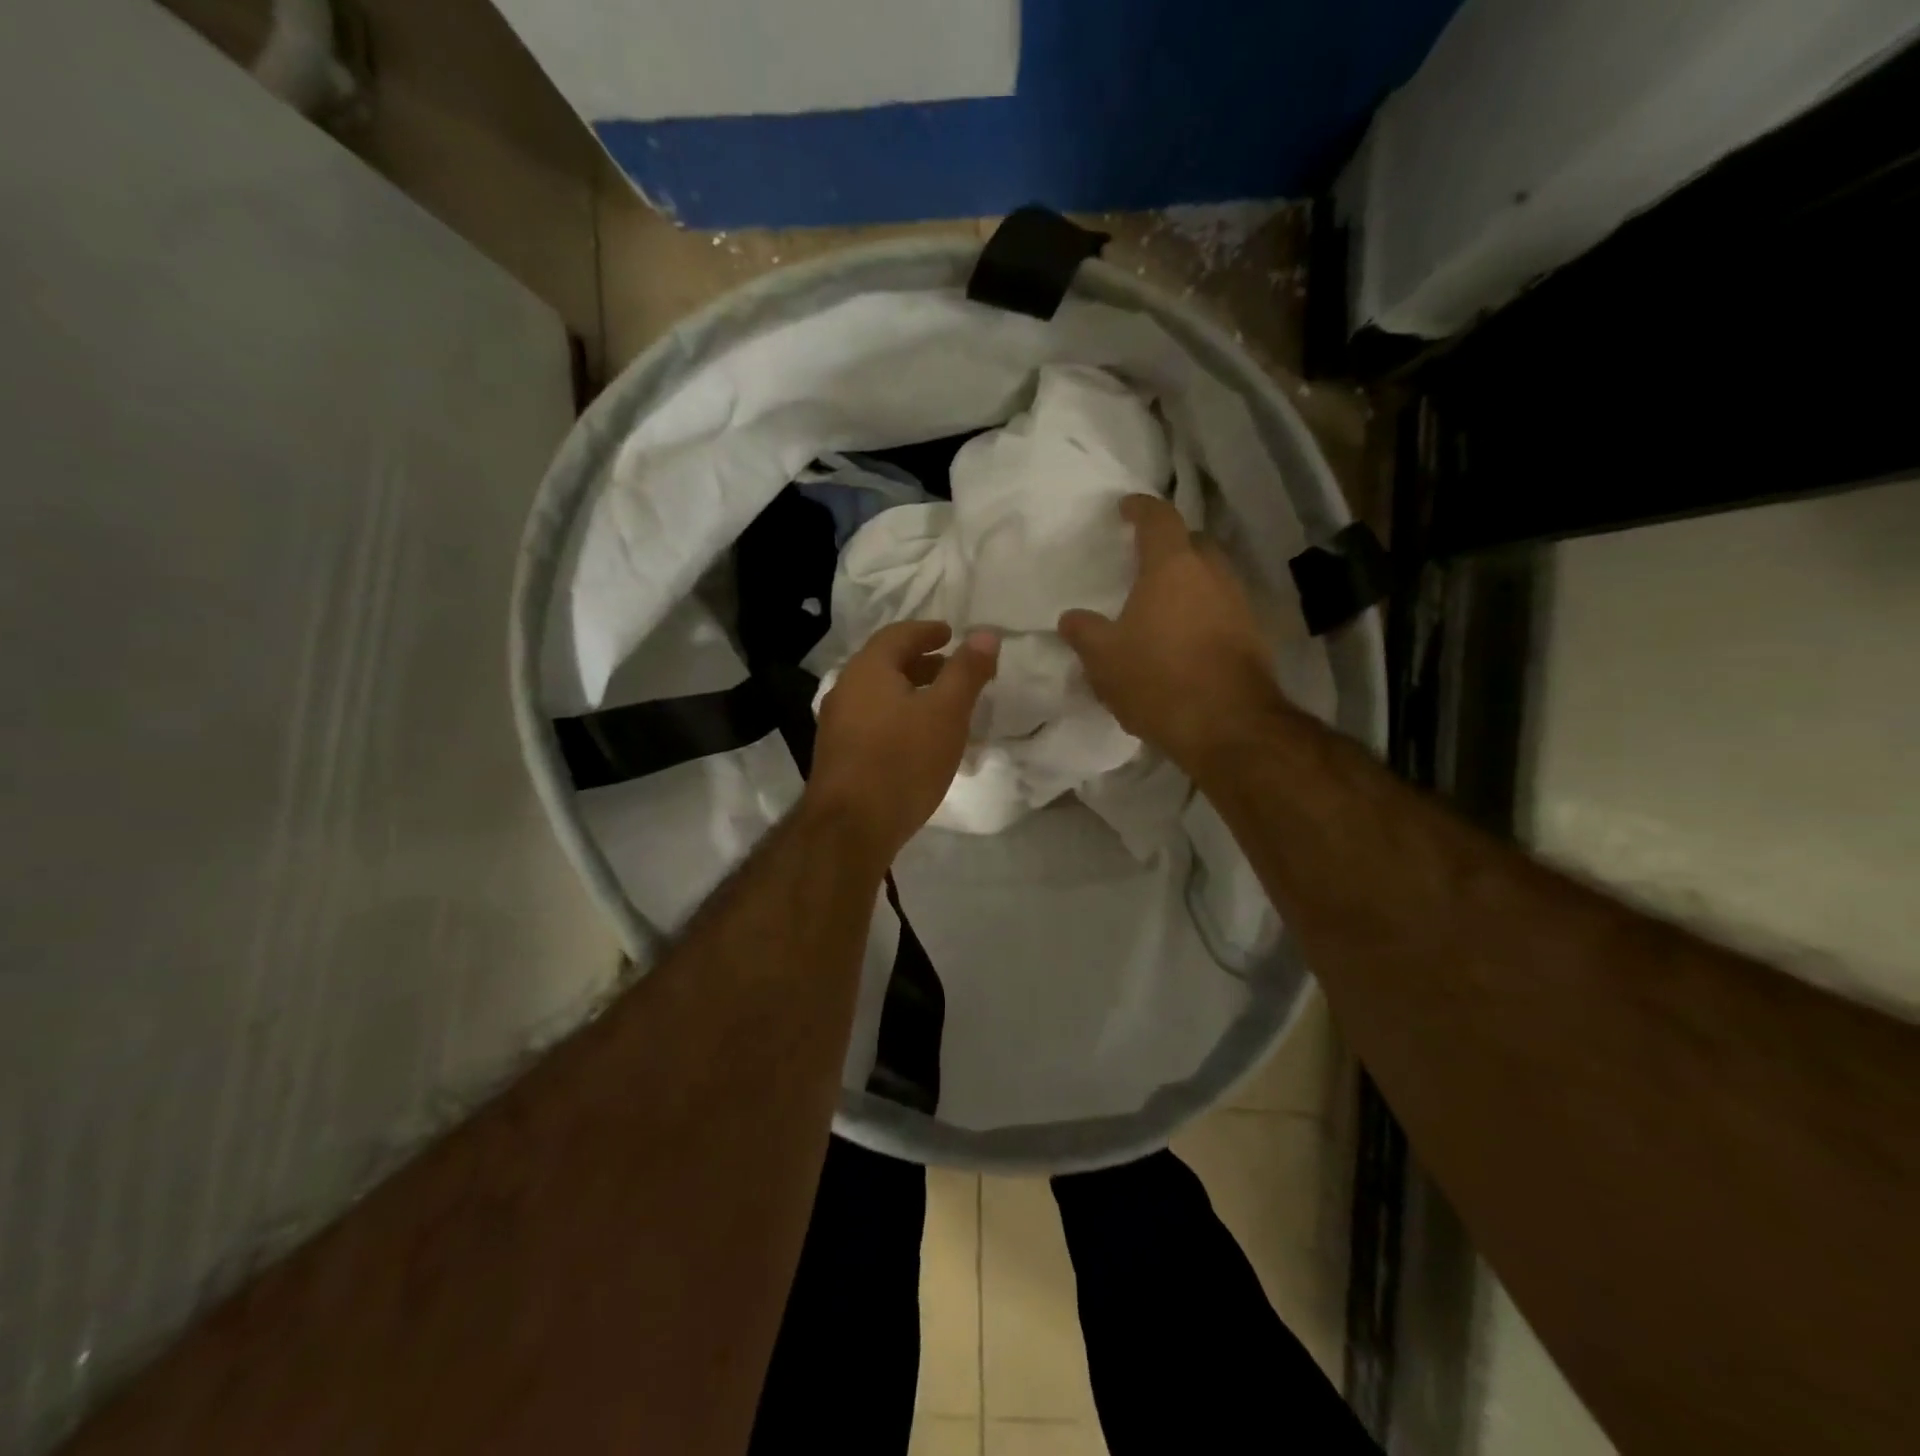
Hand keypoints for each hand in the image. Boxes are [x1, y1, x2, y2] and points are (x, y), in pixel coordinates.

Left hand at [805, 621, 999, 866]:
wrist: (850, 827)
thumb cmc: (903, 761)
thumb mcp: (946, 712)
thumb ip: (966, 671)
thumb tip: (985, 634)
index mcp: (868, 669)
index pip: (899, 635)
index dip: (927, 631)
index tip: (950, 634)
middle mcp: (845, 689)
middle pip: (886, 664)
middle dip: (921, 663)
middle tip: (952, 670)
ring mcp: (836, 724)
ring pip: (879, 695)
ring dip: (910, 693)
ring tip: (942, 707)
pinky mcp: (838, 754)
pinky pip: (872, 721)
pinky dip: (898, 717)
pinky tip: (918, 741)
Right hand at [1058, 494, 1285, 771]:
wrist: (1228, 725)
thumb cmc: (1158, 679)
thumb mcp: (1104, 658)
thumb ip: (1084, 632)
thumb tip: (1071, 618)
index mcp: (1172, 567)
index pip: (1159, 518)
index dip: (1140, 508)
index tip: (1126, 508)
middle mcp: (1212, 574)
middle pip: (1193, 543)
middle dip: (1171, 545)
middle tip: (1145, 559)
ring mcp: (1238, 604)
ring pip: (1212, 577)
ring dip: (1189, 582)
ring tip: (1162, 603)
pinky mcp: (1253, 636)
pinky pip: (1222, 609)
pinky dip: (1202, 613)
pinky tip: (1184, 638)